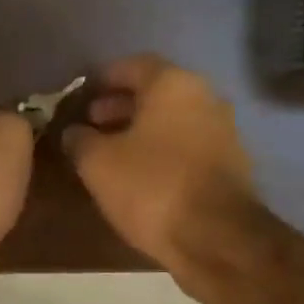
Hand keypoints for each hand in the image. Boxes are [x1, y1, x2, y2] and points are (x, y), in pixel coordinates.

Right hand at [62, 55, 255, 274]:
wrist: (215, 237)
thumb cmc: (151, 187)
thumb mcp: (98, 163)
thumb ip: (80, 140)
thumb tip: (73, 132)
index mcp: (173, 84)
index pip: (132, 66)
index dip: (102, 79)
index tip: (81, 96)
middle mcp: (205, 97)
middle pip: (156, 92)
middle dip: (121, 105)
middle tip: (92, 123)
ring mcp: (223, 131)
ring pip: (173, 120)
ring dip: (141, 130)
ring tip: (110, 152)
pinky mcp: (230, 164)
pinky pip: (187, 145)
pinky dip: (162, 150)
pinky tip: (140, 174)